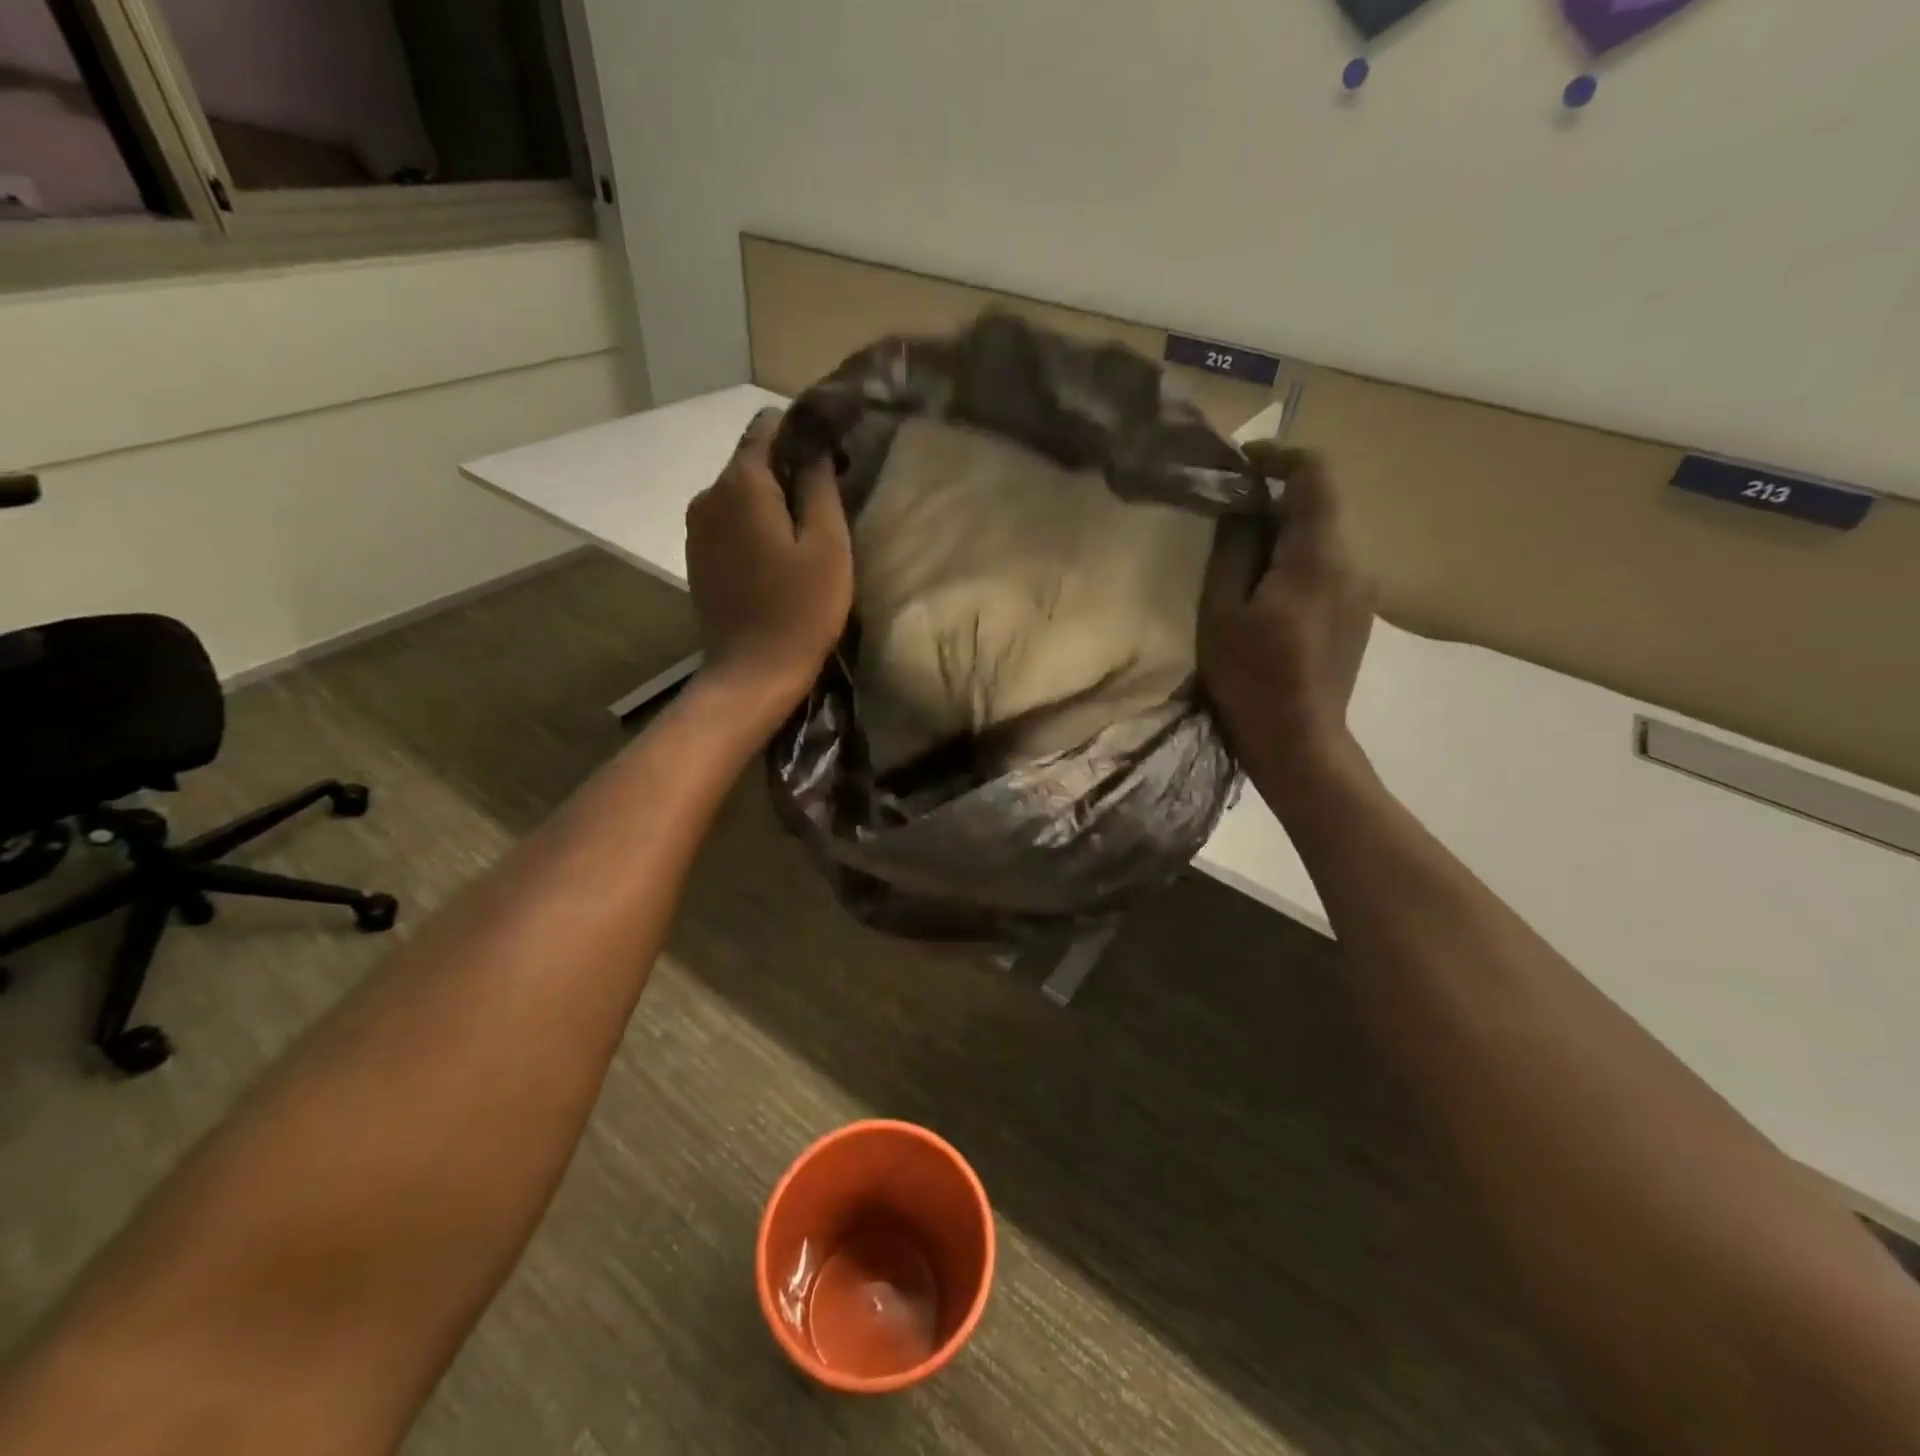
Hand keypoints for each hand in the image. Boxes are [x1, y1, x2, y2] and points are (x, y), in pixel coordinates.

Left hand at [685, 408, 852, 717]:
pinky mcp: (697, 556)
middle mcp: (708, 494)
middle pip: (752, 459)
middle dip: (789, 469)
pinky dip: (754, 525)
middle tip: (827, 503)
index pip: (768, 426)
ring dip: (772, 501)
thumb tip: (814, 442)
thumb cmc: (801, 610)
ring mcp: (697, 527)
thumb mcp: (828, 544)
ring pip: (740, 492)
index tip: (833, 461)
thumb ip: (819, 484)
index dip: (804, 434)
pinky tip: (777, 557)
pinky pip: (729, 521)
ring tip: (805, 534)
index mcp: (741, 484)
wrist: (753, 673)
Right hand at [1199, 446, 1375, 779]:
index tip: (1243, 466)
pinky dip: (1295, 572)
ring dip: (1282, 545)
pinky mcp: (1359, 619)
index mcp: (1318, 557)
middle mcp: (1353, 564)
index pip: (1315, 475)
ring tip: (1241, 578)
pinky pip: (1327, 575)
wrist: (1299, 742)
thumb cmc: (1251, 677)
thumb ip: (1233, 551)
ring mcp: (1361, 594)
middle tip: (1224, 532)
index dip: (1280, 456)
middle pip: (1316, 511)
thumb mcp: (1221, 612)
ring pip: (1320, 546)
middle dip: (1271, 510)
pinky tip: (1267, 609)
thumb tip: (1242, 508)